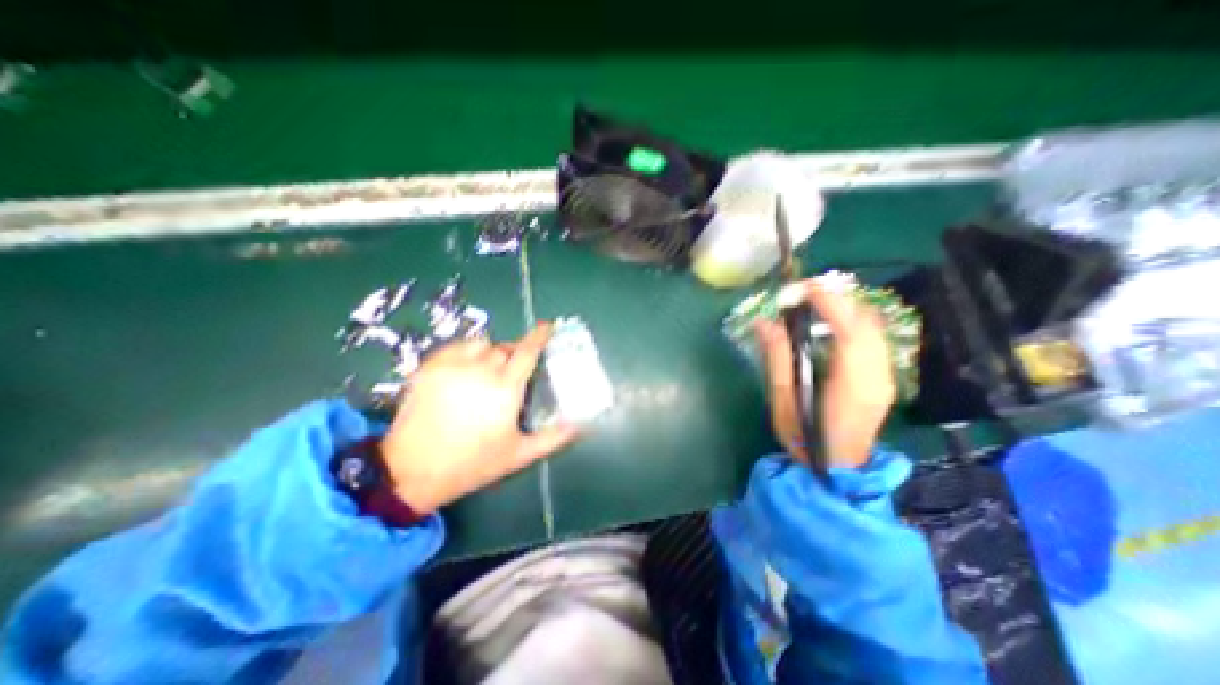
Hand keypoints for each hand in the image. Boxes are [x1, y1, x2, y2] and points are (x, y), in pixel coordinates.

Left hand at [379, 323, 578, 512]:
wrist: (411, 471)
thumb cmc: (472, 463)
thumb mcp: (519, 455)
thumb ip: (553, 438)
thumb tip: (579, 426)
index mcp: (505, 388)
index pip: (528, 351)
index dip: (540, 335)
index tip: (549, 327)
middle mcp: (481, 370)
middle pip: (506, 348)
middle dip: (515, 354)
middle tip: (514, 372)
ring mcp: (452, 366)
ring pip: (481, 344)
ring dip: (491, 352)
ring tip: (488, 370)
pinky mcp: (429, 368)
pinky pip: (455, 347)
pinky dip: (466, 352)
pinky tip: (465, 369)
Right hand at [754, 281, 893, 468]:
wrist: (839, 468)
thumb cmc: (805, 438)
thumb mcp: (783, 400)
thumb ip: (776, 358)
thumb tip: (763, 322)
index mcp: (851, 384)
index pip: (849, 331)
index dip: (829, 303)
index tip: (803, 288)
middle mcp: (877, 375)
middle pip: (866, 321)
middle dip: (836, 299)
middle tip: (802, 295)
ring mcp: (885, 376)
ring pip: (873, 326)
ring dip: (844, 308)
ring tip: (813, 305)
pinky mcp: (884, 377)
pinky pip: (874, 337)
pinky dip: (852, 321)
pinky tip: (830, 325)